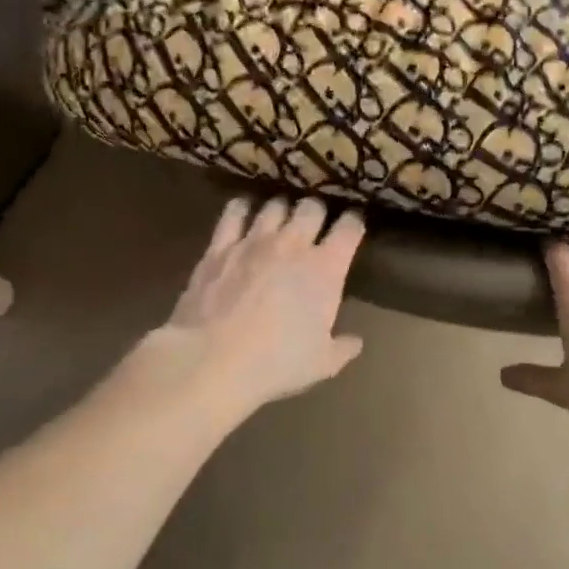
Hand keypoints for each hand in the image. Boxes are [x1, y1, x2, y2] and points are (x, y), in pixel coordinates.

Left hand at [148, 194, 365, 412]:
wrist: (212, 359)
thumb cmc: (276, 362)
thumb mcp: (322, 364)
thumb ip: (343, 348)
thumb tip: (356, 342)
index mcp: (326, 268)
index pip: (350, 228)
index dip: (354, 221)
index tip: (354, 224)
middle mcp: (293, 244)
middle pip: (312, 207)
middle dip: (318, 210)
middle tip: (316, 221)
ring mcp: (254, 240)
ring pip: (275, 205)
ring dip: (282, 207)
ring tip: (282, 215)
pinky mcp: (220, 246)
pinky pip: (234, 213)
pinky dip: (242, 208)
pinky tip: (243, 211)